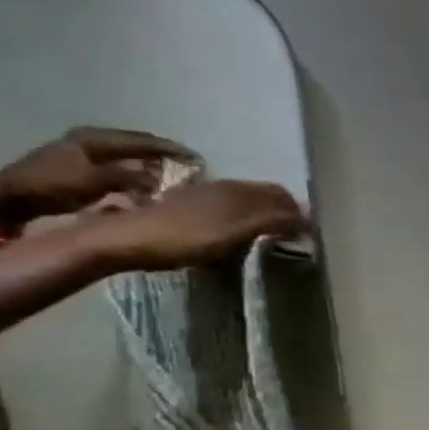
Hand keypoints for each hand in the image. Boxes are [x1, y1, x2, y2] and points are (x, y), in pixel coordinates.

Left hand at [0, 128, 195, 232]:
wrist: (9, 199)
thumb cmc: (52, 187)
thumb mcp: (95, 181)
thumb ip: (130, 178)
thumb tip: (160, 181)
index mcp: (95, 138)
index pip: (143, 140)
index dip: (171, 149)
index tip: (197, 159)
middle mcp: (90, 140)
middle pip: (136, 144)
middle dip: (163, 155)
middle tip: (190, 166)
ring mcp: (83, 153)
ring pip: (128, 155)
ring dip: (150, 164)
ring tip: (173, 175)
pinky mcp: (80, 167)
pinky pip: (119, 166)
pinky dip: (136, 172)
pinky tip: (146, 184)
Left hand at [87, 180, 307, 271]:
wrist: (119, 241)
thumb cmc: (181, 237)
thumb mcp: (234, 231)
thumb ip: (271, 221)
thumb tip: (307, 216)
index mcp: (234, 190)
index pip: (278, 194)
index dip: (296, 211)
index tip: (309, 232)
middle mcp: (219, 188)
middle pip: (260, 195)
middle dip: (281, 211)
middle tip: (294, 234)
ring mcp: (198, 198)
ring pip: (242, 202)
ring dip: (261, 215)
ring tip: (270, 235)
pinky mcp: (181, 210)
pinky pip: (223, 210)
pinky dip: (240, 220)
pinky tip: (236, 233)